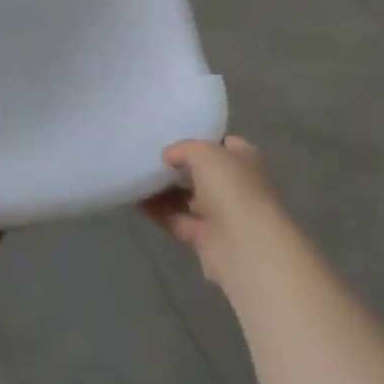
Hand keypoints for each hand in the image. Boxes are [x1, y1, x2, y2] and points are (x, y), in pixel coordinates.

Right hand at [140, 136, 290, 288]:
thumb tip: (168, 155)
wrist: (246, 247)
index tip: (173, 135)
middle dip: (180, 165)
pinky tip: (137, 202)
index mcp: (244, 160)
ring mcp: (222, 213)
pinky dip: (159, 212)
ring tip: (138, 177)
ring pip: (189, 197)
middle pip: (203, 172)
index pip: (222, 144)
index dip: (200, 138)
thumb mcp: (205, 153)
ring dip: (165, 190)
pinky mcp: (206, 238)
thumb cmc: (232, 188)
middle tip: (150, 156)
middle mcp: (235, 185)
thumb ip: (184, 149)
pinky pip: (178, 219)